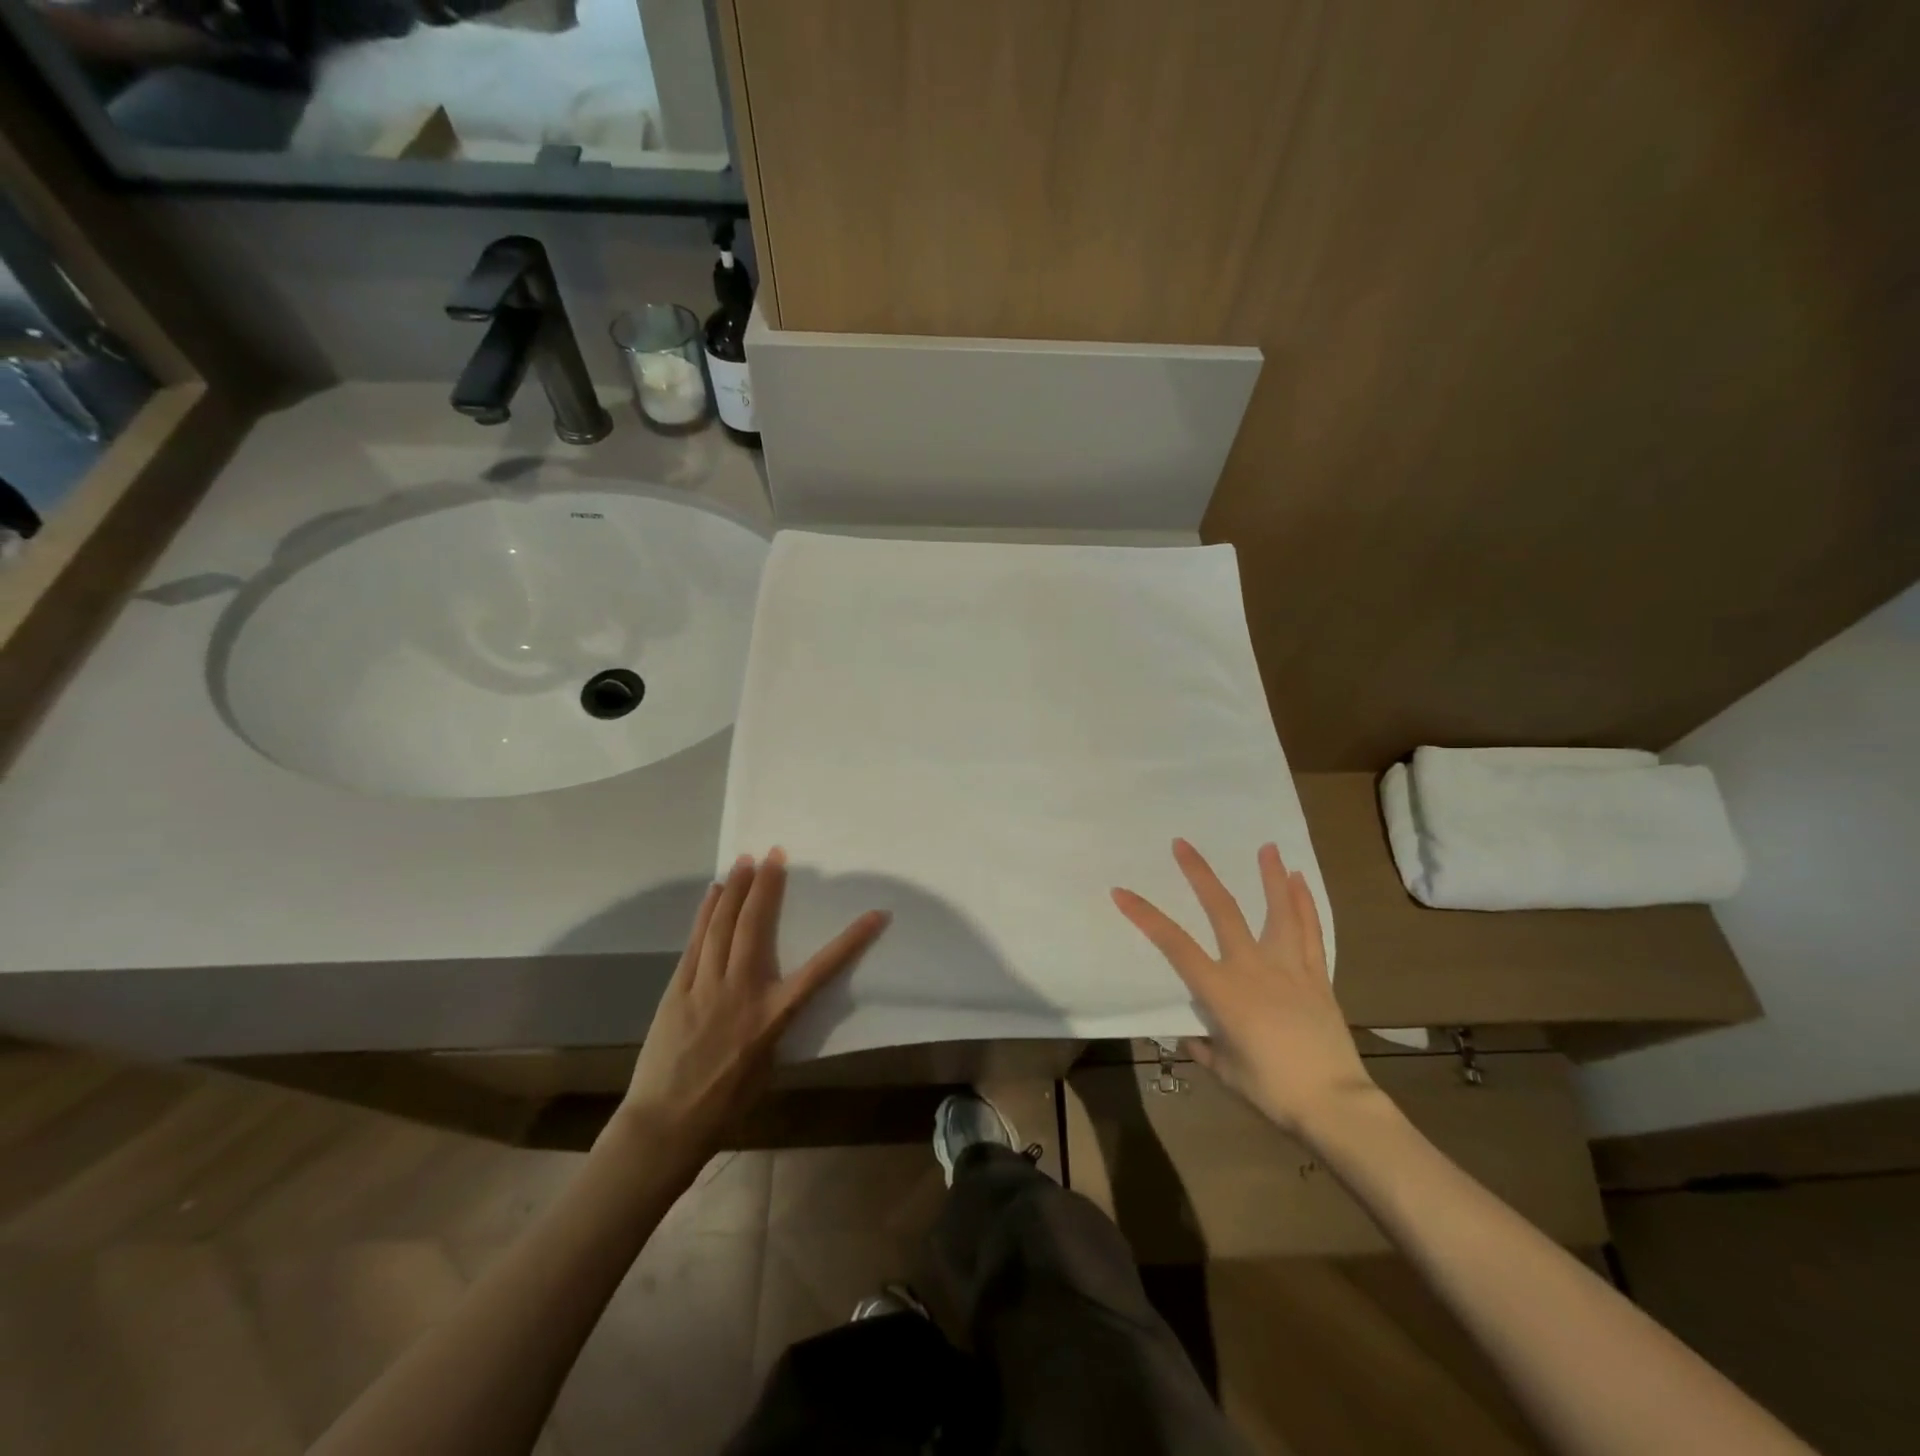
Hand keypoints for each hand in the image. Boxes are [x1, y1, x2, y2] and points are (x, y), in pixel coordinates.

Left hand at [615, 849, 887, 1169]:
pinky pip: (696, 943)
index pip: (822, 970)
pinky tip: (713, 894)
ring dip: (735, 890)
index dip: (852, 940)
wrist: (666, 1124)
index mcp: (773, 1016)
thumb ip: (776, 1024)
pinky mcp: (678, 989)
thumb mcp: (768, 1065)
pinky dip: (706, 914)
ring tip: (745, 861)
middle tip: (775, 854)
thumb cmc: (726, 1103)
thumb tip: (781, 994)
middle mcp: (742, 992)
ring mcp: (706, 986)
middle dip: (767, 886)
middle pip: (756, 927)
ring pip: (722, 927)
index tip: (876, 914)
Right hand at [1113, 839, 1375, 1136]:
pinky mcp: (1317, 977)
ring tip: (1268, 846)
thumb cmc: (1272, 1091)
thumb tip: (1193, 1034)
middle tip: (1182, 844)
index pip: (1174, 944)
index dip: (1145, 916)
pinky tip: (1301, 881)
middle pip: (1223, 911)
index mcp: (1222, 991)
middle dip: (1199, 875)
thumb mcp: (1226, 1071)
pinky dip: (1304, 904)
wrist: (1335, 1105)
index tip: (1122, 891)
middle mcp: (1253, 968)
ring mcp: (1289, 968)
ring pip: (1277, 912)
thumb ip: (1205, 1047)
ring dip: (1270, 876)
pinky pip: (1310, 933)